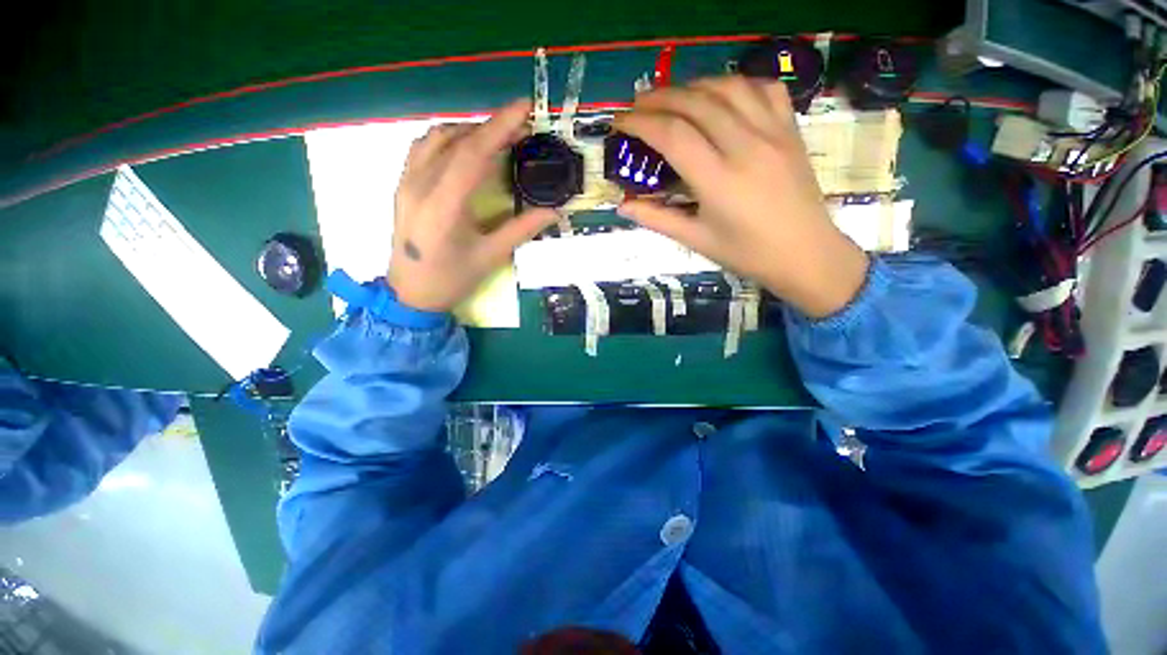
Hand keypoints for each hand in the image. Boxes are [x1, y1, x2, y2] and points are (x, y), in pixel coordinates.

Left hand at [388, 100, 556, 311]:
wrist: (410, 294)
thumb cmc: (452, 279)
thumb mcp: (491, 256)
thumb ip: (522, 229)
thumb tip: (554, 212)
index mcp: (443, 206)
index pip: (473, 153)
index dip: (500, 127)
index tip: (524, 108)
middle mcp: (419, 185)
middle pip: (456, 140)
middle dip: (491, 128)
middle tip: (521, 128)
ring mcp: (406, 183)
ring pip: (436, 139)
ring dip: (469, 131)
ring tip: (497, 138)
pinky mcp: (403, 185)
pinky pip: (423, 148)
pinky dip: (448, 140)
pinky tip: (465, 149)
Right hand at [615, 77, 869, 318]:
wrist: (806, 253)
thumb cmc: (747, 253)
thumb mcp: (696, 240)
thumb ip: (657, 218)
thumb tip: (623, 205)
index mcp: (719, 181)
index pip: (673, 135)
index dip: (640, 123)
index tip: (619, 122)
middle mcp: (746, 147)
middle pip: (696, 103)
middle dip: (659, 97)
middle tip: (637, 105)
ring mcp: (773, 132)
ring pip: (728, 87)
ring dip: (693, 85)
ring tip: (672, 98)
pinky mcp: (791, 129)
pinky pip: (763, 89)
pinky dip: (735, 84)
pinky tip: (720, 96)